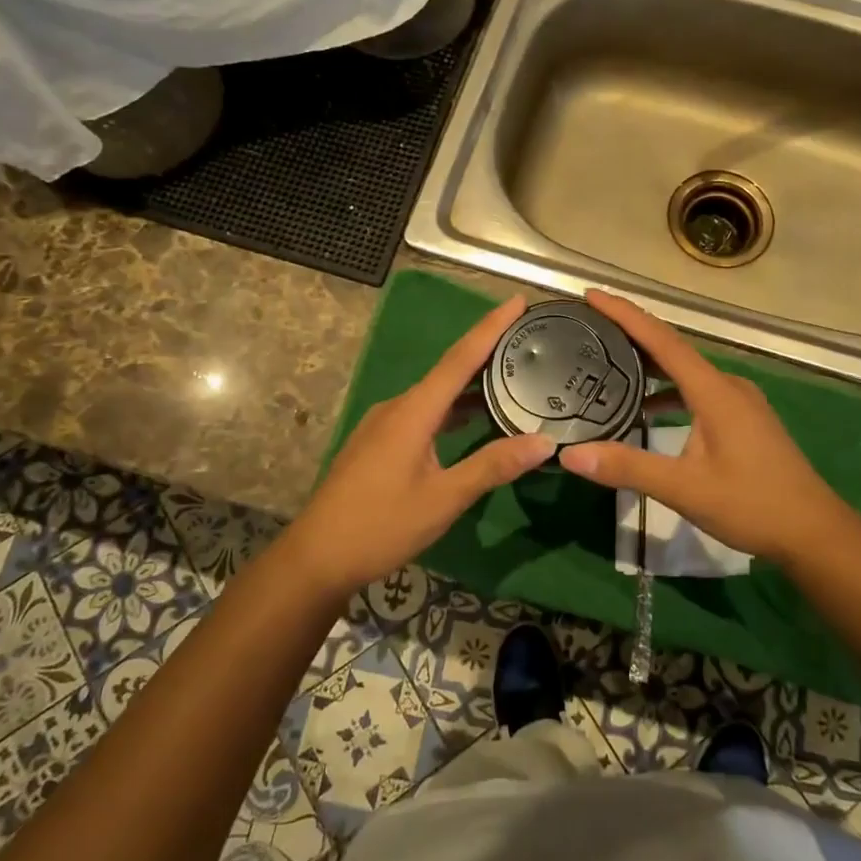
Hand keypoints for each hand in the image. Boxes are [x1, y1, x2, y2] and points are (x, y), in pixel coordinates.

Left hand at [282, 295, 555, 597]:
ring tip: (510, 377)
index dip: (491, 328)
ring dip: (471, 384)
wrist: (316, 558)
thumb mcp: (443, 499)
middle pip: (449, 370)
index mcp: (413, 411)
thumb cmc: (380, 525)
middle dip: (487, 351)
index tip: (517, 301)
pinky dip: (453, 409)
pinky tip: (472, 420)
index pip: (460, 358)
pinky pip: (424, 412)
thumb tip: (544, 442)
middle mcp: (398, 407)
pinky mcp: (380, 443)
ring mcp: (385, 425)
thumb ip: (492, 466)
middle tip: (526, 340)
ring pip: (436, 394)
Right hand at [558, 290, 853, 569]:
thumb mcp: (684, 488)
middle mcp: (727, 385)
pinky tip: (648, 410)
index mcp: (714, 390)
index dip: (625, 315)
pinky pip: (698, 391)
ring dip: (650, 364)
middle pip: (673, 348)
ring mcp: (739, 401)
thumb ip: (628, 468)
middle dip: (632, 333)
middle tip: (591, 326)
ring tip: (610, 363)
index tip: (593, 296)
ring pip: (686, 371)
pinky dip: (669, 391)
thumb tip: (570, 454)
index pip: (662, 340)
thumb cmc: (751, 504)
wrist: (813, 531)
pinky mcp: (744, 419)